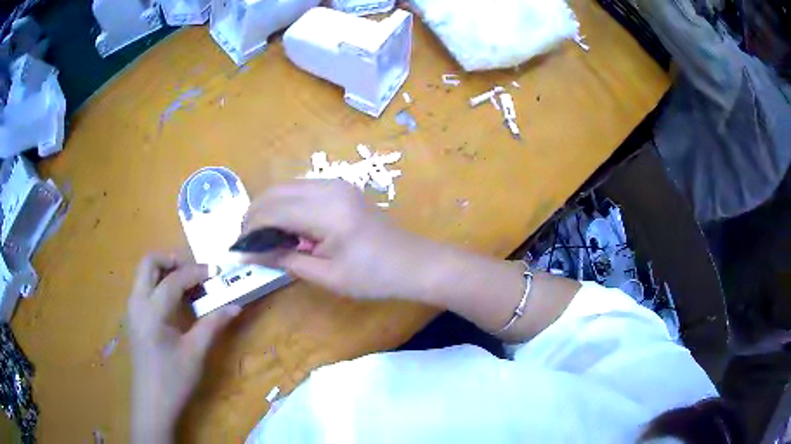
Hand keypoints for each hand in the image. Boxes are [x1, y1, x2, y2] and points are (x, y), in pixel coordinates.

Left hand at [127, 254, 240, 442]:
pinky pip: (144, 287)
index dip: (197, 272)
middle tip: (195, 273)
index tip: (217, 271)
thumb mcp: (195, 353)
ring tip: (188, 285)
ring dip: (165, 271)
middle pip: (149, 263)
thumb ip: (213, 325)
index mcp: (152, 311)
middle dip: (172, 260)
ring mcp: (132, 309)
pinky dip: (159, 284)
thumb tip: (235, 306)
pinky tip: (175, 303)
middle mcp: (137, 303)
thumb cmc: (174, 380)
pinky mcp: (133, 318)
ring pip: (144, 274)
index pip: (174, 279)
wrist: (152, 404)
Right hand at [243, 180, 429, 299]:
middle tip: (245, 240)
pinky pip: (302, 188)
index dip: (250, 228)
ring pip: (287, 186)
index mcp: (325, 211)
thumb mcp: (326, 275)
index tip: (237, 247)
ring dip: (269, 206)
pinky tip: (283, 224)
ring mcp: (336, 183)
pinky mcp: (341, 187)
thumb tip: (251, 253)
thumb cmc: (373, 276)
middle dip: (254, 214)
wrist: (412, 263)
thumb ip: (285, 259)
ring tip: (260, 234)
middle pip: (276, 192)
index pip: (273, 211)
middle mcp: (328, 187)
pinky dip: (285, 203)